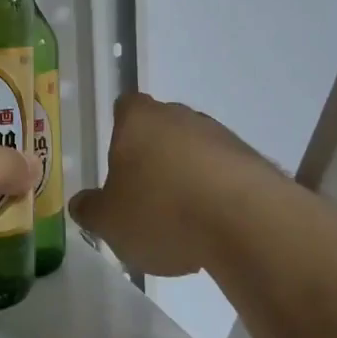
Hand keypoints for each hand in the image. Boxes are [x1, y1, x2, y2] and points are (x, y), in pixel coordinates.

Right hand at [70, 92, 273, 277]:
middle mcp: (181, 116)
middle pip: (162, 128)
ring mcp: (222, 137)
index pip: (125, 107)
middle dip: (153, 156)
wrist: (248, 223)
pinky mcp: (255, 163)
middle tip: (144, 196)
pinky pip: (225, 175)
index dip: (120, 130)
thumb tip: (81, 203)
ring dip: (188, 177)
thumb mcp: (109, 221)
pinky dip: (217, 196)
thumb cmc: (162, 211)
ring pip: (196, 151)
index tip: (118, 160)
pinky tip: (212, 230)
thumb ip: (91, 210)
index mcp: (139, 120)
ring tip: (181, 223)